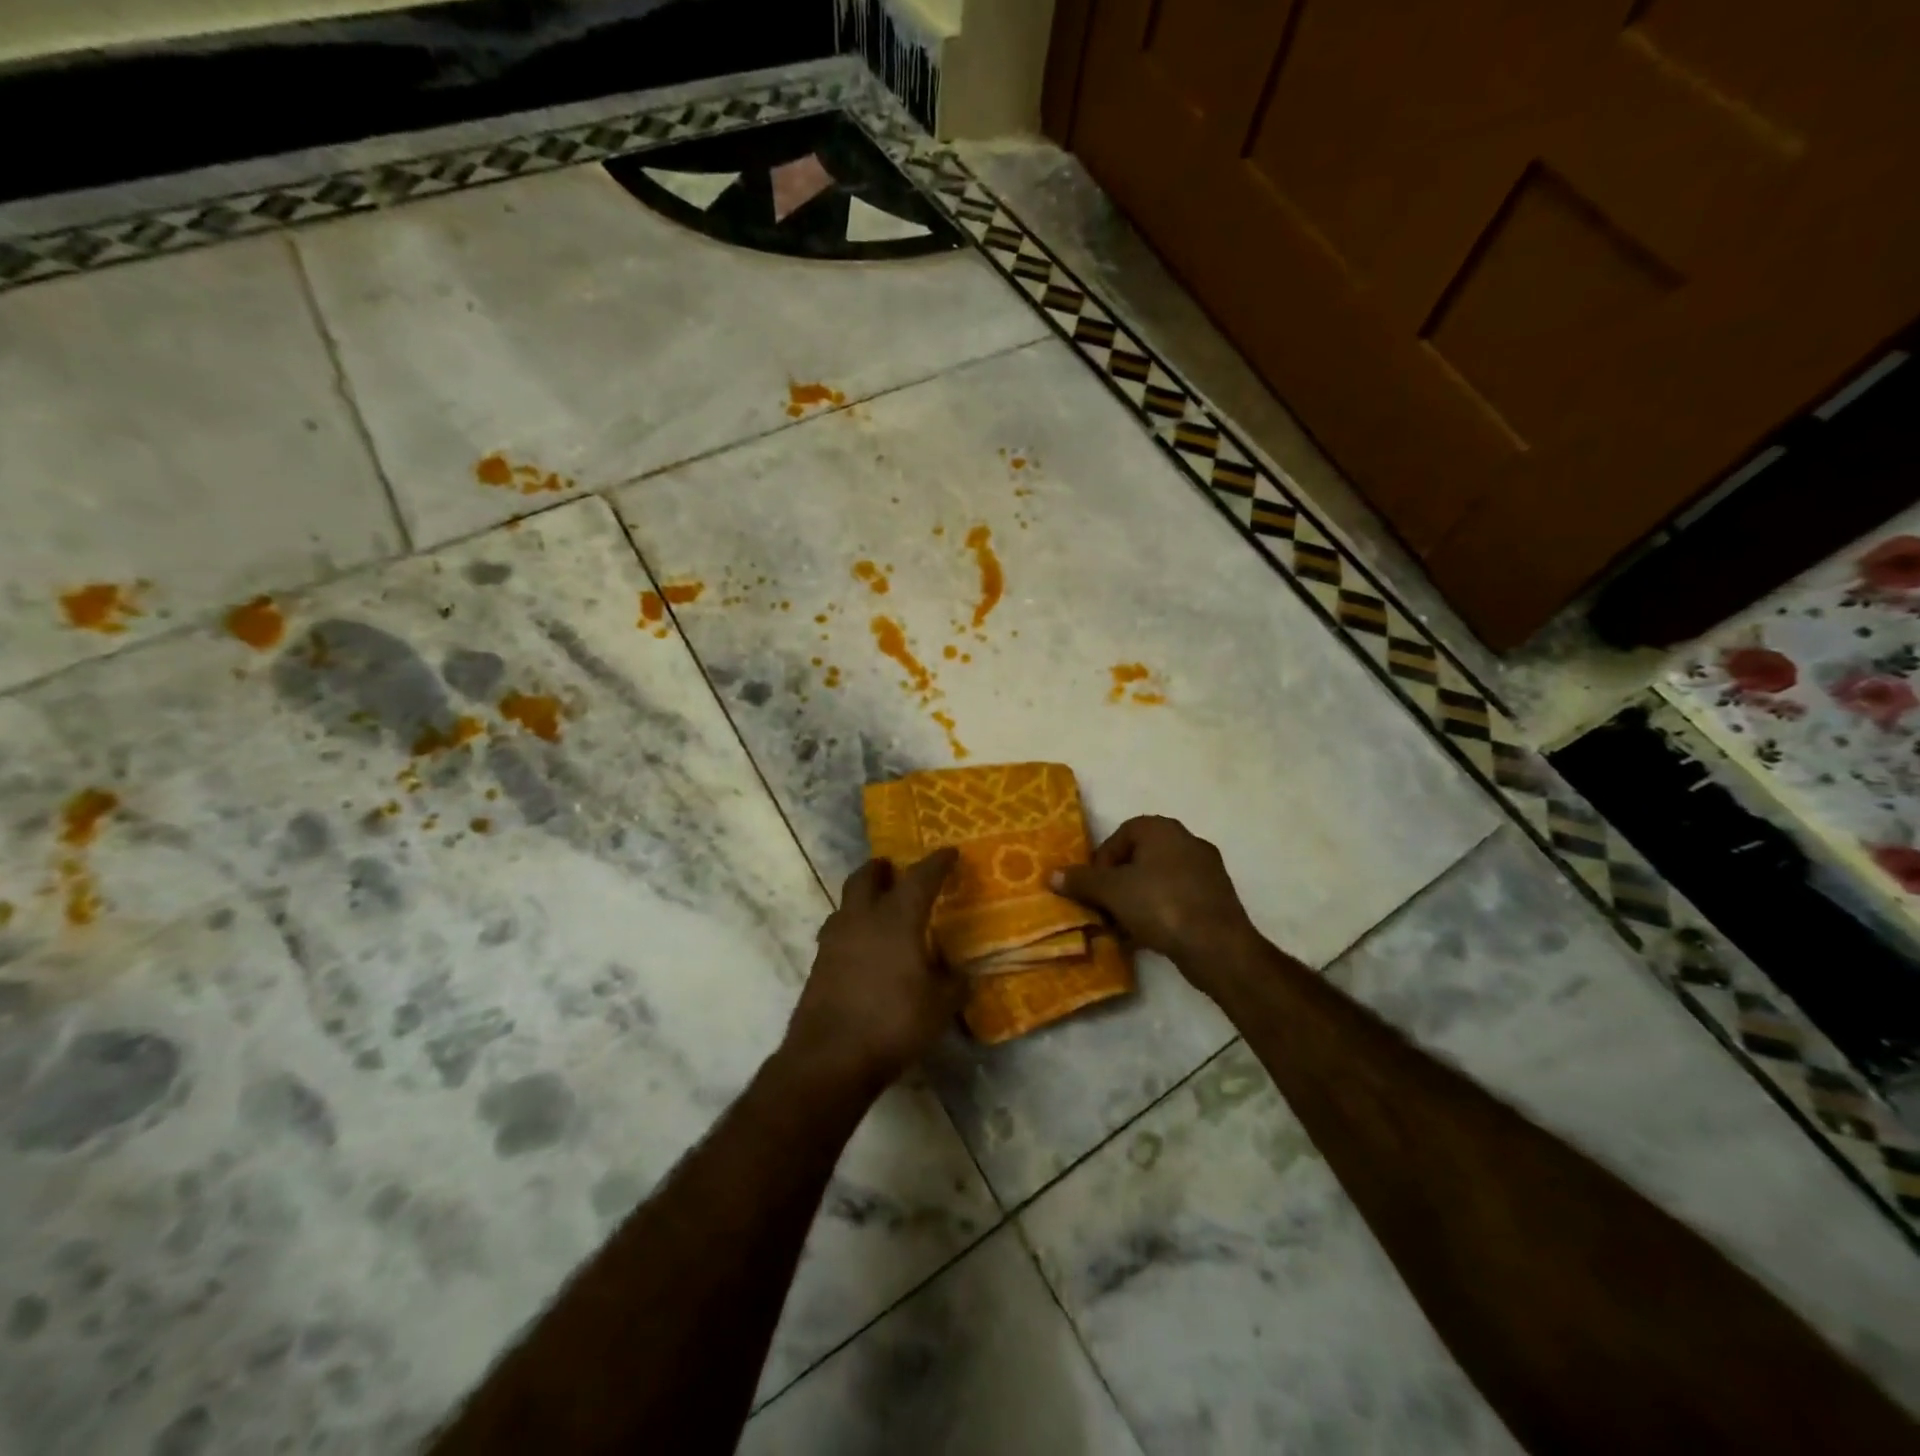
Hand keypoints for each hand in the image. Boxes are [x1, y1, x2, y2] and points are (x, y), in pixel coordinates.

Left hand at [784, 849, 962, 1093]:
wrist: (830, 1057)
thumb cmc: (893, 1022)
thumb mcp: (940, 1006)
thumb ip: (954, 984)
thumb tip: (961, 974)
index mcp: (897, 918)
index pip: (920, 878)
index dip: (937, 863)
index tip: (949, 853)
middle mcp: (862, 919)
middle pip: (865, 877)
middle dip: (881, 869)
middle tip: (894, 869)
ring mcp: (834, 940)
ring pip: (846, 903)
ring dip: (861, 897)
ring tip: (877, 908)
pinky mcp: (818, 965)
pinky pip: (837, 932)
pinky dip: (852, 929)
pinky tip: (862, 949)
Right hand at [1053, 816, 1256, 975]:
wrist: (1218, 946)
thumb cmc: (1160, 905)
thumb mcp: (1111, 892)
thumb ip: (1081, 881)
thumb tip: (1052, 875)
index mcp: (1163, 829)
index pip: (1122, 835)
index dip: (1102, 860)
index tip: (1095, 888)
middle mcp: (1187, 840)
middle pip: (1139, 857)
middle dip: (1118, 882)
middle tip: (1106, 907)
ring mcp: (1206, 869)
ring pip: (1158, 879)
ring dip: (1137, 898)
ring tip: (1124, 926)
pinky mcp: (1216, 897)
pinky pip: (1178, 897)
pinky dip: (1160, 910)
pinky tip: (1149, 935)